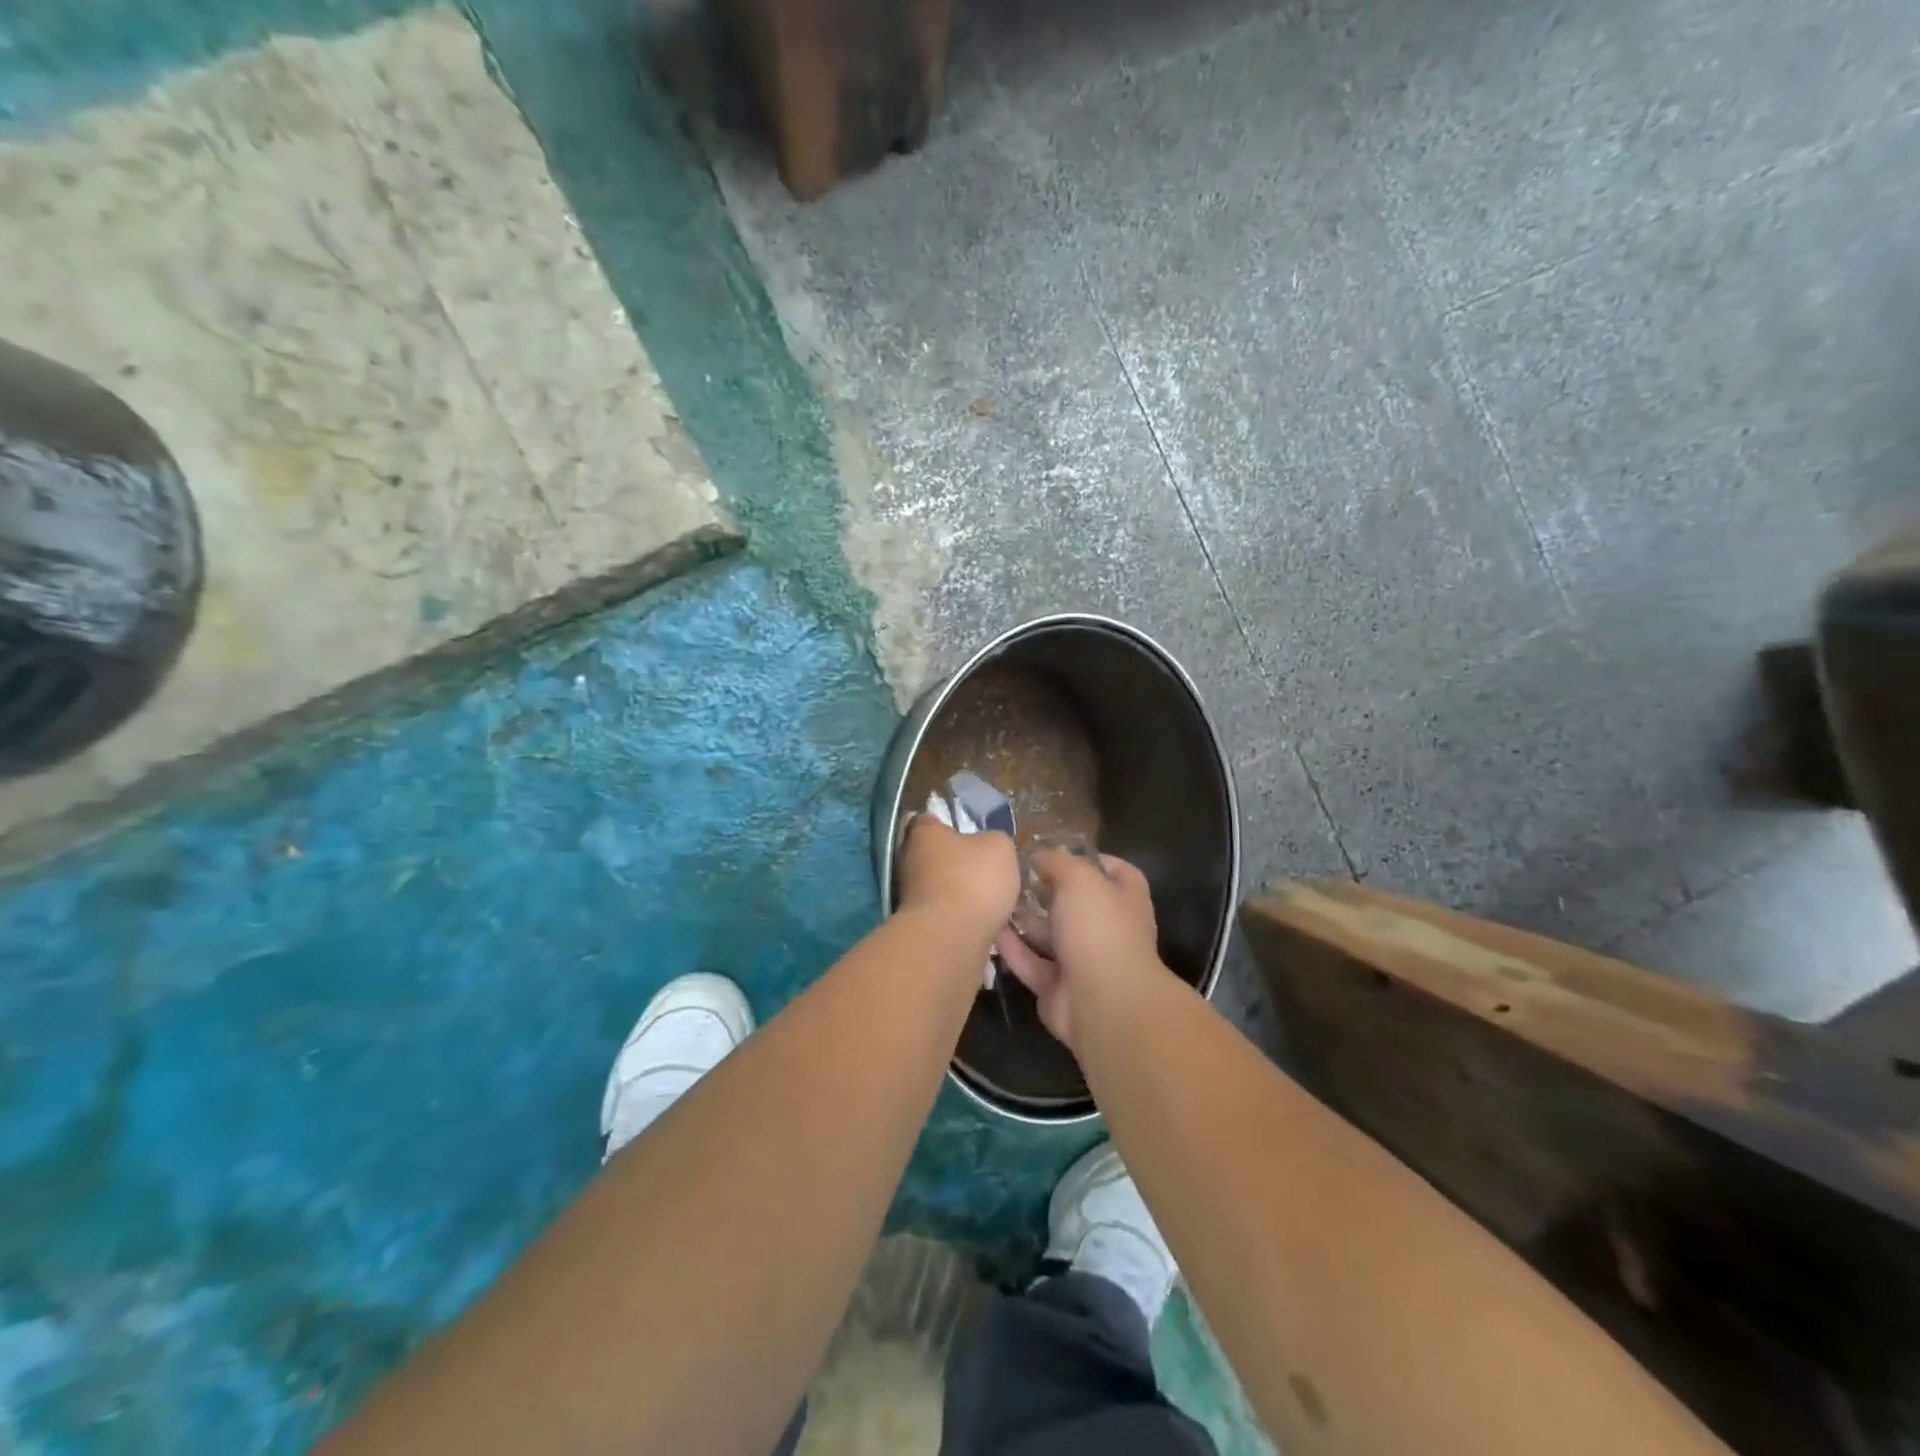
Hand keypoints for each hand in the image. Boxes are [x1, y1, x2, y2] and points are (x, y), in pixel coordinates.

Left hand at [896, 816, 1019, 941]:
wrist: (952, 938)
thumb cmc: (973, 879)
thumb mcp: (1000, 847)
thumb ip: (994, 840)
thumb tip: (988, 845)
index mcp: (923, 833)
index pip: (929, 820)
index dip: (949, 824)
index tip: (970, 833)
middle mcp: (909, 860)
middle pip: (934, 855)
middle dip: (957, 862)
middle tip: (986, 869)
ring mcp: (909, 896)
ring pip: (939, 886)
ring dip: (959, 892)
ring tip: (990, 899)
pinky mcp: (919, 925)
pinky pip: (944, 914)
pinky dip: (960, 917)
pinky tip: (982, 922)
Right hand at [994, 849, 1159, 1050]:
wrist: (1102, 1003)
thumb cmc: (1099, 928)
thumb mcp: (1079, 878)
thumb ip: (1057, 861)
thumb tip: (1040, 856)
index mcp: (1125, 900)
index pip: (1116, 872)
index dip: (1091, 858)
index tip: (1058, 849)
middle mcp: (1107, 930)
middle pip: (1076, 904)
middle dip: (1047, 890)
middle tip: (1014, 873)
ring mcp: (1083, 962)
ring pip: (1050, 935)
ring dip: (1025, 919)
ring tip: (995, 897)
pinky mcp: (1057, 988)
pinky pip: (1031, 963)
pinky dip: (1013, 947)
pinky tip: (989, 928)